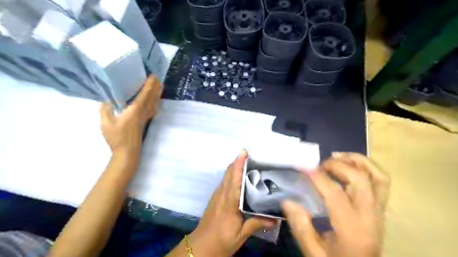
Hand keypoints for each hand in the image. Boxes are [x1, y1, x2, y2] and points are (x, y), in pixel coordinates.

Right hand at [99, 74, 160, 154]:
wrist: (128, 151)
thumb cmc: (117, 137)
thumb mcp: (106, 123)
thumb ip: (105, 110)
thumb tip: (105, 101)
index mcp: (135, 110)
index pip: (145, 94)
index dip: (149, 85)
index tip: (153, 76)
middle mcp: (144, 112)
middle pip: (152, 97)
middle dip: (156, 87)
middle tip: (158, 77)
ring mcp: (146, 117)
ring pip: (155, 103)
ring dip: (157, 94)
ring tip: (160, 86)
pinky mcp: (146, 122)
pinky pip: (153, 109)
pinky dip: (156, 103)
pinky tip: (157, 102)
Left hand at [189, 149, 274, 255]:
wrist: (201, 246)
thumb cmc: (222, 240)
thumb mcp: (241, 234)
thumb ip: (257, 223)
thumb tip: (276, 218)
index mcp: (230, 201)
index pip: (235, 178)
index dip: (239, 164)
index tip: (244, 152)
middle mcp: (222, 194)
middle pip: (229, 173)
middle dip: (237, 161)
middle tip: (248, 154)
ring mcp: (217, 195)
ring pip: (225, 176)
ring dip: (234, 166)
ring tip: (246, 162)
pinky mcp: (215, 198)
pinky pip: (224, 181)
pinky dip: (231, 174)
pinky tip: (238, 177)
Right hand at [284, 153, 388, 256]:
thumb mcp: (314, 252)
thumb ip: (300, 227)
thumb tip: (287, 201)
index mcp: (351, 228)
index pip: (335, 193)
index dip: (317, 177)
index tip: (302, 167)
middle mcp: (369, 215)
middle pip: (359, 180)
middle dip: (337, 165)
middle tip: (319, 165)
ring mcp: (378, 210)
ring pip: (377, 177)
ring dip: (356, 161)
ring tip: (337, 156)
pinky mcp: (380, 208)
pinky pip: (381, 181)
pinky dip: (367, 167)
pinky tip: (351, 164)